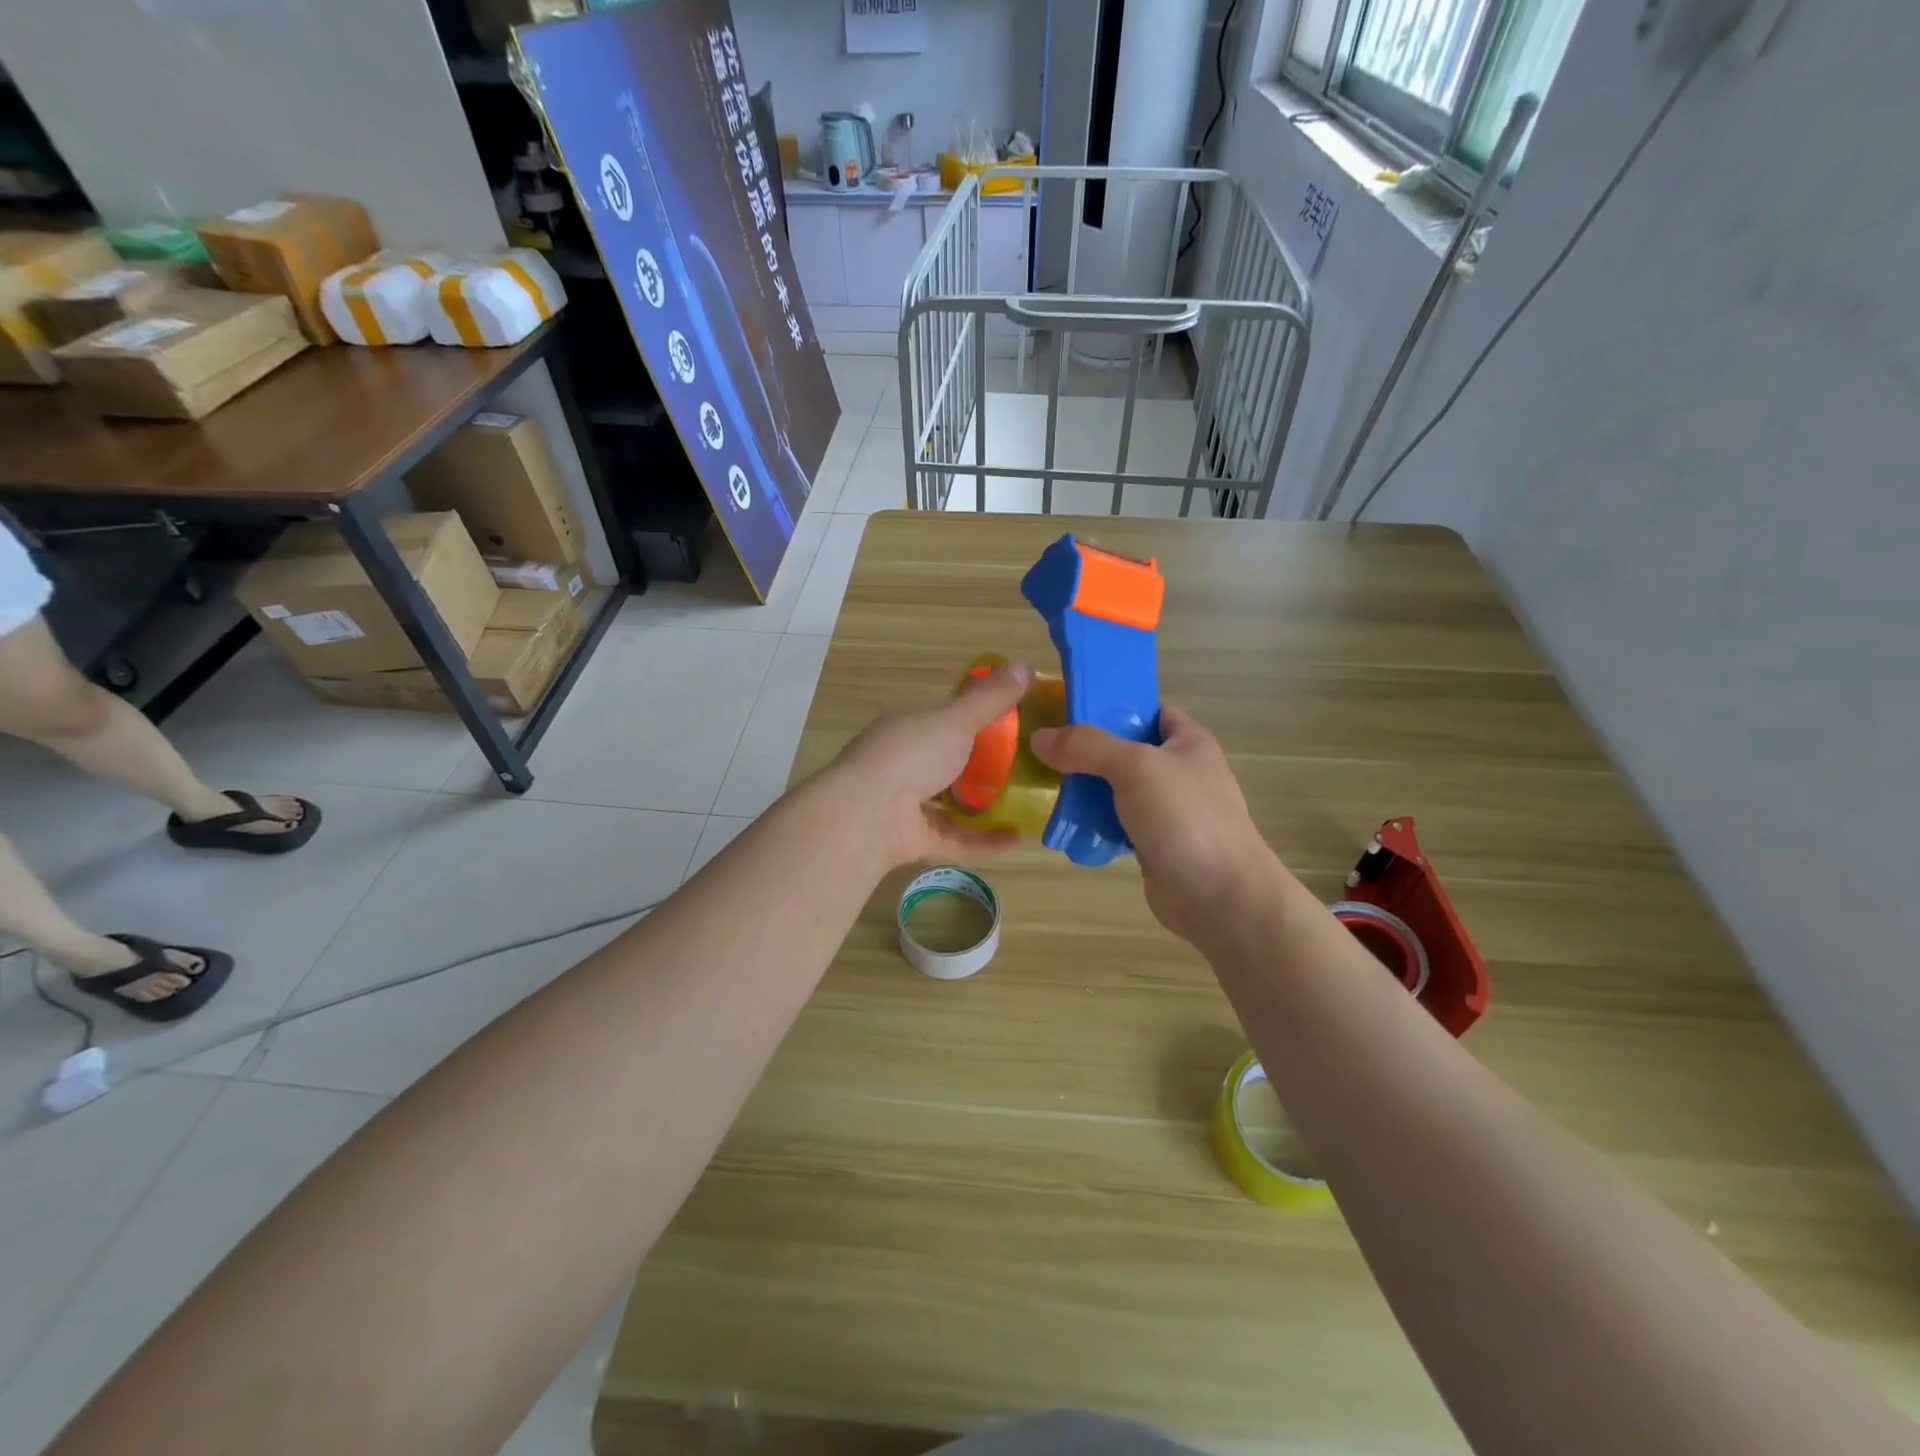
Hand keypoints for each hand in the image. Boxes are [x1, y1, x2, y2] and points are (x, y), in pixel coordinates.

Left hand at [824, 662, 1032, 867]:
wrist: (868, 813)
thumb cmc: (912, 753)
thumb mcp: (957, 718)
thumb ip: (991, 698)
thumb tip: (1026, 664)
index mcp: (908, 728)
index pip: (943, 719)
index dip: (974, 719)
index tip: (1012, 724)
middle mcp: (903, 764)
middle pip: (947, 763)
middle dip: (982, 766)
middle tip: (1026, 766)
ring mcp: (905, 805)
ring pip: (948, 804)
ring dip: (983, 806)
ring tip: (1025, 804)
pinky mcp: (913, 840)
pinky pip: (954, 839)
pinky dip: (983, 841)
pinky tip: (1016, 839)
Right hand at [1030, 707, 1278, 946]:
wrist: (1218, 895)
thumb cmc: (1184, 817)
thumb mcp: (1134, 766)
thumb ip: (1087, 747)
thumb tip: (1039, 737)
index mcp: (1189, 743)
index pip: (1151, 712)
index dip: (1115, 708)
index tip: (1071, 712)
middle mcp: (1181, 773)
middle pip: (1128, 753)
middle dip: (1090, 754)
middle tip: (1048, 753)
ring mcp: (1169, 812)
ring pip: (1119, 791)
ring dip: (1088, 792)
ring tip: (1049, 789)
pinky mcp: (1156, 845)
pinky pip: (1118, 825)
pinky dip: (1095, 825)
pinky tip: (1068, 826)